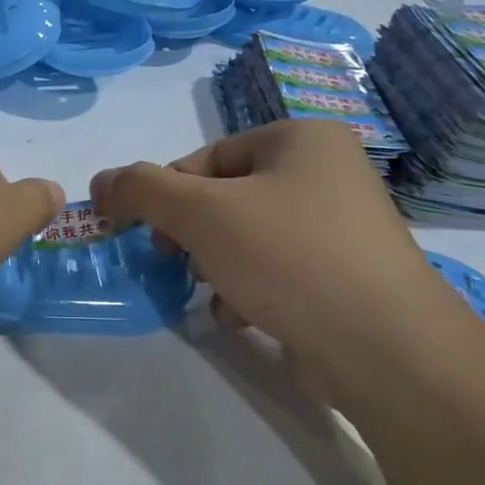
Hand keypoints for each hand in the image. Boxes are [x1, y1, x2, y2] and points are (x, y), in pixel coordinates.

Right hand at [91, 121, 460, 402]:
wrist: (383, 345)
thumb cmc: (287, 258)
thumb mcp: (200, 213)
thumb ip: (141, 190)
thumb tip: (101, 181)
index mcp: (301, 139)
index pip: (206, 157)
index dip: (166, 195)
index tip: (148, 234)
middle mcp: (328, 172)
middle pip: (226, 197)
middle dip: (194, 235)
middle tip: (179, 261)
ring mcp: (343, 225)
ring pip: (248, 236)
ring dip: (218, 265)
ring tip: (220, 294)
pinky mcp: (347, 274)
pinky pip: (278, 268)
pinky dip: (251, 288)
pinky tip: (245, 316)